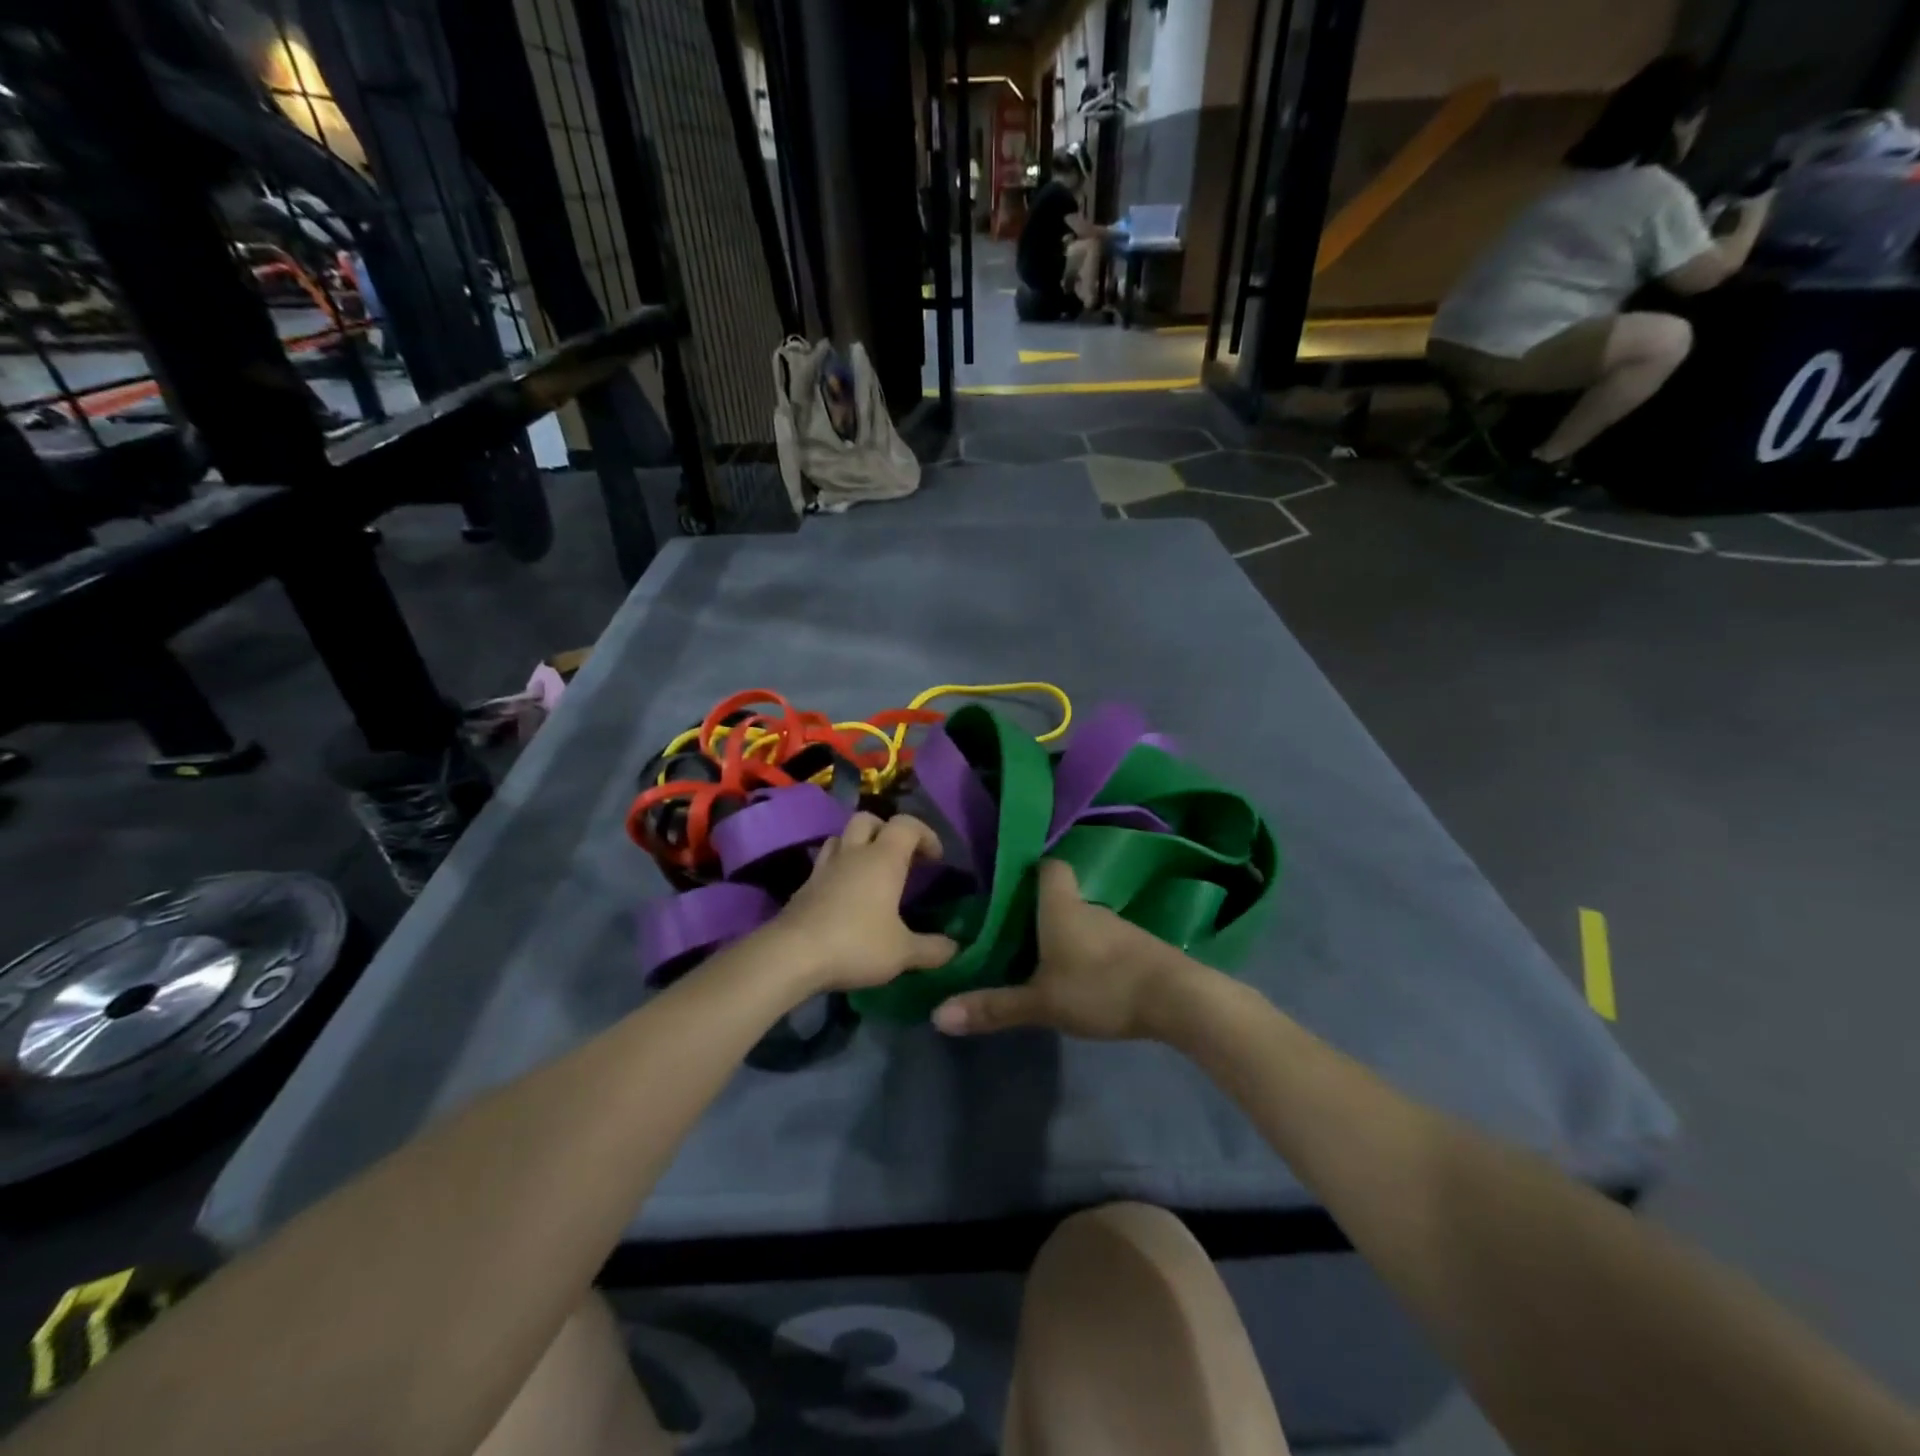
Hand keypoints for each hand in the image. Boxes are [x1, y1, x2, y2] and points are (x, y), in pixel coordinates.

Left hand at [768, 812, 956, 994]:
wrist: (792, 955)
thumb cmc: (856, 944)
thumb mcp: (903, 952)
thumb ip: (932, 949)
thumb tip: (956, 948)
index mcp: (883, 858)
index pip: (907, 824)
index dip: (925, 834)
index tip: (936, 859)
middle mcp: (853, 853)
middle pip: (869, 819)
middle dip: (887, 831)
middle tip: (900, 858)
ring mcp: (824, 867)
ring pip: (842, 837)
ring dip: (859, 845)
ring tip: (871, 871)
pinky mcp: (804, 886)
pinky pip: (825, 863)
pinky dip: (839, 870)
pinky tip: (845, 895)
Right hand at [931, 859, 1203, 1039]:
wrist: (1177, 999)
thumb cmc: (1101, 987)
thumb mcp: (1041, 1003)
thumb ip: (993, 1008)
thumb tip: (937, 1016)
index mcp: (1061, 906)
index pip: (1049, 867)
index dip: (1029, 870)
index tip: (1008, 886)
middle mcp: (1089, 907)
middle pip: (1060, 897)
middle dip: (1038, 912)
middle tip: (1011, 933)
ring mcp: (1119, 927)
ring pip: (1082, 922)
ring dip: (1065, 936)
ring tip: (1040, 960)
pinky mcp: (1139, 949)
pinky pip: (1104, 942)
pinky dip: (1089, 953)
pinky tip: (1081, 978)